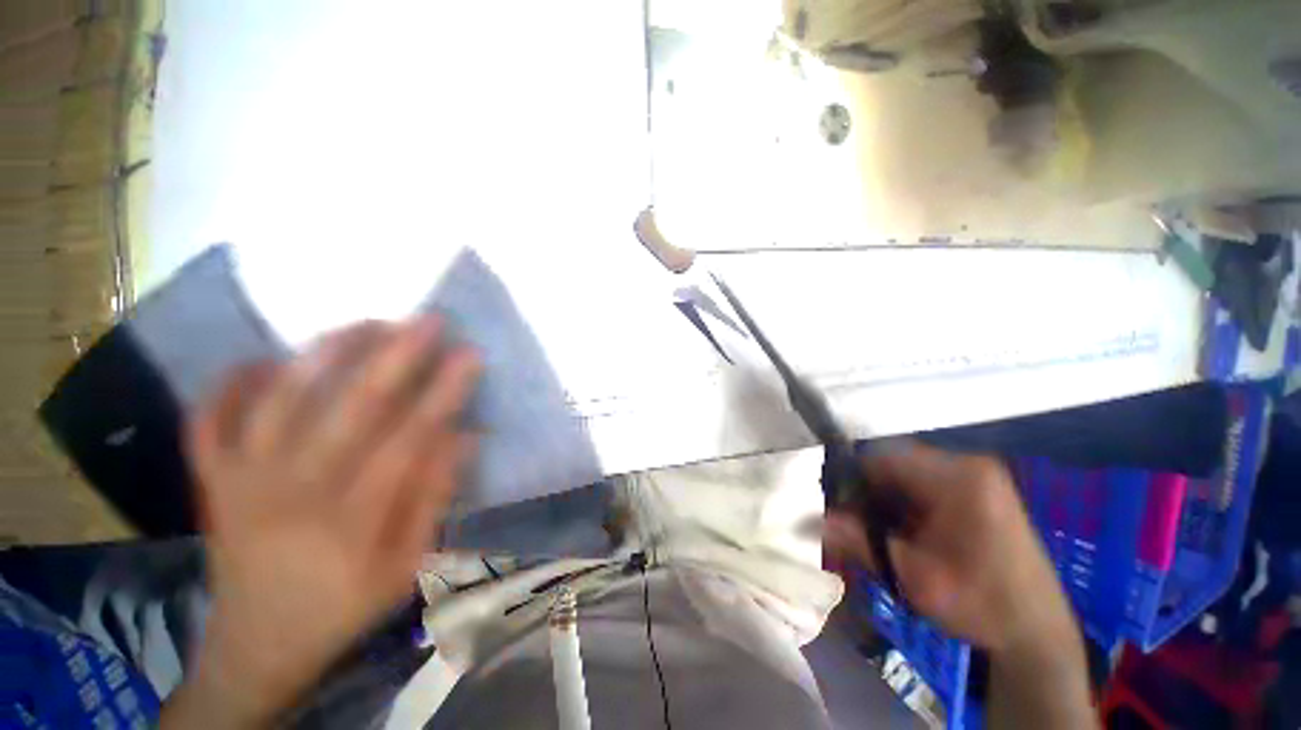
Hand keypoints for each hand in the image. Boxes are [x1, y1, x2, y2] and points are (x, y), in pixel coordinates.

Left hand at [163, 317, 480, 727]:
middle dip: (396, 356)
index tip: (469, 355)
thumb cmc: (344, 607)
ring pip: (280, 400)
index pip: (409, 439)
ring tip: (366, 323)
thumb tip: (464, 436)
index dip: (443, 392)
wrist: (258, 645)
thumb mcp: (407, 565)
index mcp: (350, 522)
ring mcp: (242, 482)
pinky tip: (261, 357)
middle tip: (427, 319)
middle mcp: (291, 493)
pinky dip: (229, 383)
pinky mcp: (212, 481)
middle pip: (350, 409)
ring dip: (325, 353)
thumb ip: (434, 498)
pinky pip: (208, 421)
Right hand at [823, 441, 1074, 653]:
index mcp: (958, 478)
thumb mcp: (916, 579)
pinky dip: (902, 503)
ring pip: (904, 473)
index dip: (850, 478)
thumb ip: (861, 543)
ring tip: (876, 531)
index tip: (835, 506)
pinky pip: (921, 483)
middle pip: (892, 463)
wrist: (1037, 631)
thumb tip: (812, 520)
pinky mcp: (976, 488)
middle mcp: (966, 465)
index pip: (881, 457)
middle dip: (867, 491)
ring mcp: (974, 475)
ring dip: (883, 498)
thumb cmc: (981, 605)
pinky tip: (901, 530)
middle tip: (854, 523)